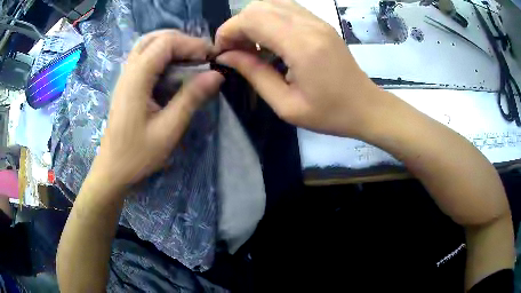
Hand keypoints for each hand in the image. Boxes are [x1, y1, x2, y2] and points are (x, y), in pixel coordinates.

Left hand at [91, 30, 223, 188]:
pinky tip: (173, 69)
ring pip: (148, 44)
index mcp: (136, 79)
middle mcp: (128, 71)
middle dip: (182, 41)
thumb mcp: (168, 129)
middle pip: (155, 38)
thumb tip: (217, 75)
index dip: (191, 44)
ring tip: (190, 59)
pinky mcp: (126, 84)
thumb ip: (191, 98)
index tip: (211, 57)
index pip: (165, 43)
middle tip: (201, 56)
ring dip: (171, 45)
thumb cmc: (138, 155)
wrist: (113, 170)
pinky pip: (144, 57)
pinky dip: (162, 55)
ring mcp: (125, 77)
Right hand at [214, 0, 383, 137]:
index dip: (228, 31)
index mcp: (301, 45)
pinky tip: (268, 40)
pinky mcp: (320, 23)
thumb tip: (226, 56)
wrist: (366, 106)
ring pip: (271, 3)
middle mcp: (309, 24)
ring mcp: (317, 20)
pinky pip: (285, 9)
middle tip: (234, 51)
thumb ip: (254, 74)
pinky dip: (268, 19)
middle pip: (259, 6)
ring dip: (252, 21)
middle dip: (237, 25)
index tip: (221, 52)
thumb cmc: (329, 114)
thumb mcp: (286, 105)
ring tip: (249, 46)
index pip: (252, 19)